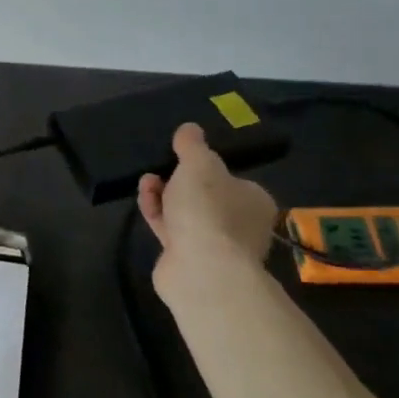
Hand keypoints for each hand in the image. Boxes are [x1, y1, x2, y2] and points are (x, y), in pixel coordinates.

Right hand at [137, 123, 278, 290]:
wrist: (201, 268)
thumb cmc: (209, 209)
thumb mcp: (199, 164)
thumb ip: (192, 146)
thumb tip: (190, 128)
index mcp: (254, 201)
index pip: (232, 179)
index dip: (206, 167)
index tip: (182, 157)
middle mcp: (240, 225)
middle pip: (206, 197)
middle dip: (180, 180)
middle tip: (161, 167)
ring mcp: (214, 245)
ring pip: (185, 213)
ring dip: (164, 195)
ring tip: (146, 180)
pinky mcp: (188, 258)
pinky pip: (170, 229)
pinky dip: (157, 213)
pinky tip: (144, 198)